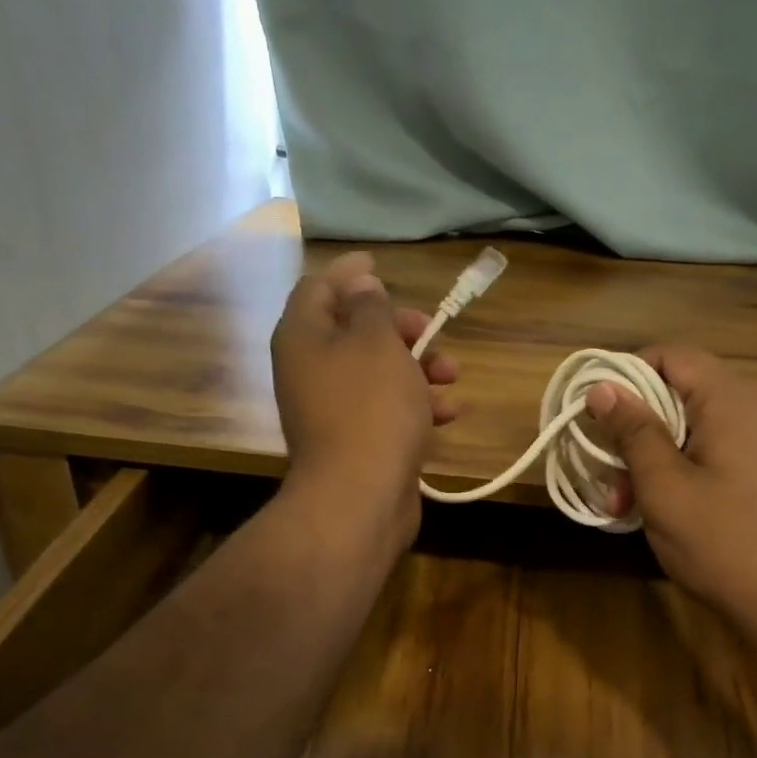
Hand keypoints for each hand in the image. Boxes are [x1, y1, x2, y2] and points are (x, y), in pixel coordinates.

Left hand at [270, 252, 459, 550]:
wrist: (360, 496)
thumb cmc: (370, 407)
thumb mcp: (376, 343)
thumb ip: (371, 307)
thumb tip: (361, 285)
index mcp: (303, 337)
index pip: (319, 287)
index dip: (350, 272)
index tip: (379, 261)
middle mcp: (311, 369)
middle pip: (354, 331)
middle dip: (398, 327)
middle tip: (430, 329)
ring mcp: (333, 408)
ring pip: (378, 371)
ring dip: (418, 366)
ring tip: (453, 374)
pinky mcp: (357, 440)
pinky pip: (388, 408)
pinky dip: (417, 404)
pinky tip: (449, 412)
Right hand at [588, 346, 756, 651]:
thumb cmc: (721, 539)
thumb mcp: (663, 485)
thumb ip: (632, 430)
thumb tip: (602, 387)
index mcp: (729, 401)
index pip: (671, 356)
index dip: (628, 375)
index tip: (597, 414)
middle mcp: (749, 411)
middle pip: (677, 393)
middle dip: (634, 429)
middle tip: (608, 474)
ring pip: (688, 429)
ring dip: (649, 457)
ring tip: (623, 504)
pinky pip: (707, 453)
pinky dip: (676, 471)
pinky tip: (654, 509)